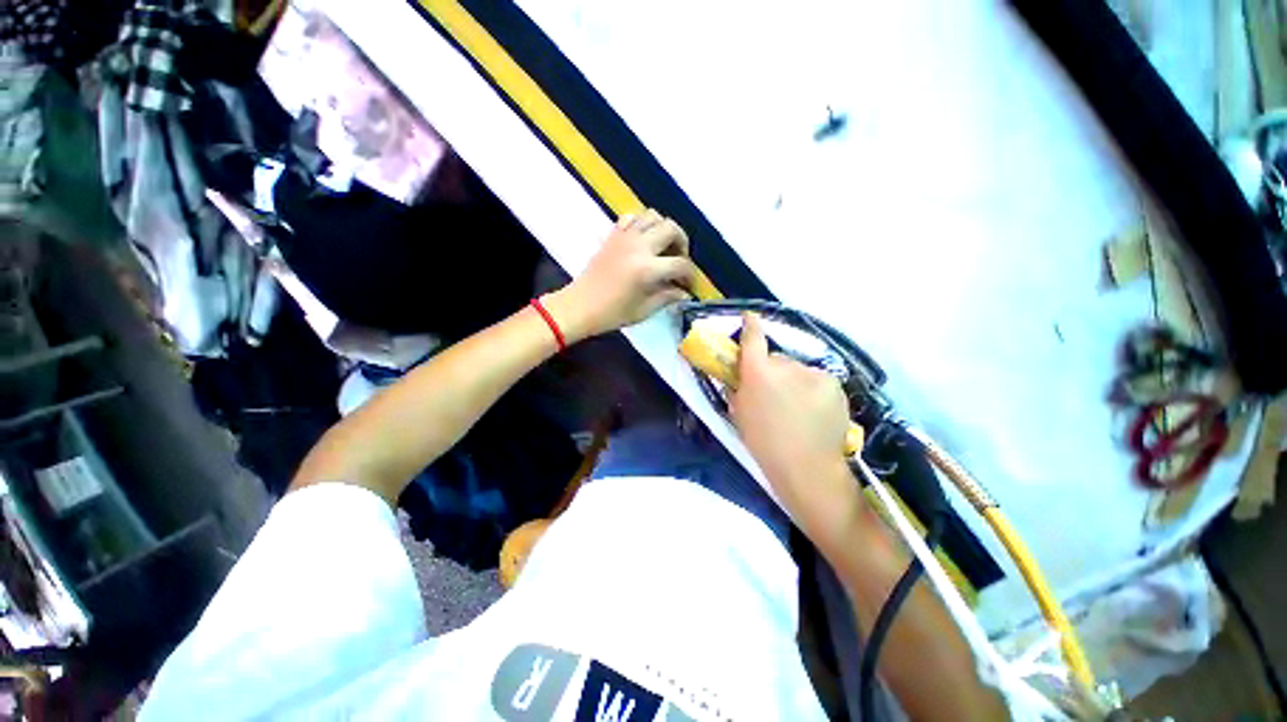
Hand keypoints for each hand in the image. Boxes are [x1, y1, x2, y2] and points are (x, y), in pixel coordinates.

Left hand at [545, 210, 697, 340]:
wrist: (579, 306)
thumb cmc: (611, 313)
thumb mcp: (643, 310)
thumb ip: (667, 297)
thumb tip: (683, 292)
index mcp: (647, 269)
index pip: (681, 264)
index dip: (690, 275)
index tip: (689, 285)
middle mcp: (638, 246)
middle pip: (671, 229)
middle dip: (682, 243)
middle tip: (680, 260)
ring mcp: (624, 237)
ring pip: (653, 216)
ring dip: (664, 229)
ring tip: (664, 246)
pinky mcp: (613, 235)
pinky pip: (632, 217)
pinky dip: (643, 223)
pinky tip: (643, 240)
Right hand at [730, 313, 862, 536]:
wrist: (806, 467)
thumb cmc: (763, 442)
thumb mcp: (738, 413)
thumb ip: (737, 387)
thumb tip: (738, 374)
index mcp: (759, 372)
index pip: (753, 339)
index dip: (751, 326)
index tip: (750, 317)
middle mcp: (787, 366)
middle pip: (778, 359)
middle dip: (774, 371)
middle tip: (775, 394)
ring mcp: (814, 373)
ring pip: (799, 370)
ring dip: (795, 381)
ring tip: (798, 408)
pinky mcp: (834, 384)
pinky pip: (817, 381)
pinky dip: (813, 390)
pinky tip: (814, 412)